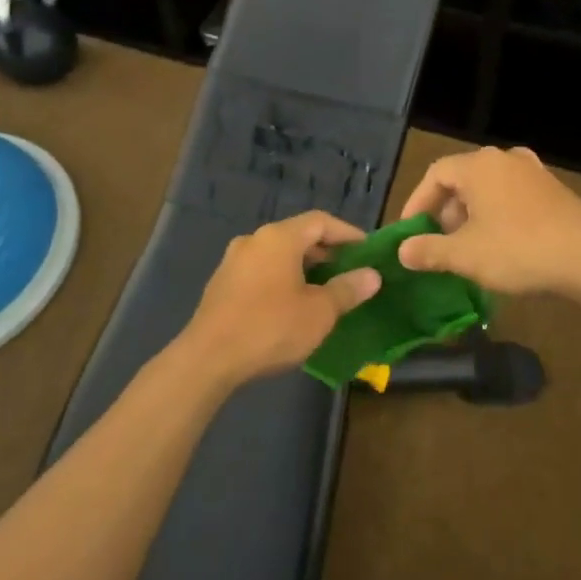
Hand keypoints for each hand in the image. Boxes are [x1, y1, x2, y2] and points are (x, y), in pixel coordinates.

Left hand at [177, 211, 380, 385]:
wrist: (208, 358)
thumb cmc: (271, 327)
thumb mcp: (319, 312)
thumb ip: (347, 289)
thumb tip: (372, 275)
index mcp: (279, 238)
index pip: (320, 221)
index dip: (347, 233)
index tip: (367, 251)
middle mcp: (254, 240)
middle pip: (298, 236)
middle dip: (326, 252)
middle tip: (349, 272)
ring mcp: (233, 261)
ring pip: (278, 255)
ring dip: (303, 267)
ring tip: (324, 291)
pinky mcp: (222, 284)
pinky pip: (261, 271)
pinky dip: (282, 279)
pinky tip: (291, 305)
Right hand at [397, 146, 580, 300]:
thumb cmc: (519, 250)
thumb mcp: (466, 255)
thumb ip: (429, 250)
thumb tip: (402, 251)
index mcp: (479, 165)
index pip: (435, 174)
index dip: (417, 203)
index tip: (410, 233)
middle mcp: (505, 159)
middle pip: (462, 179)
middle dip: (445, 212)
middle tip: (439, 243)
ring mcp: (533, 172)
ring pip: (488, 188)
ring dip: (471, 215)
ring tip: (468, 247)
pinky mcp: (553, 190)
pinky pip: (511, 196)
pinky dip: (497, 215)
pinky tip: (501, 244)